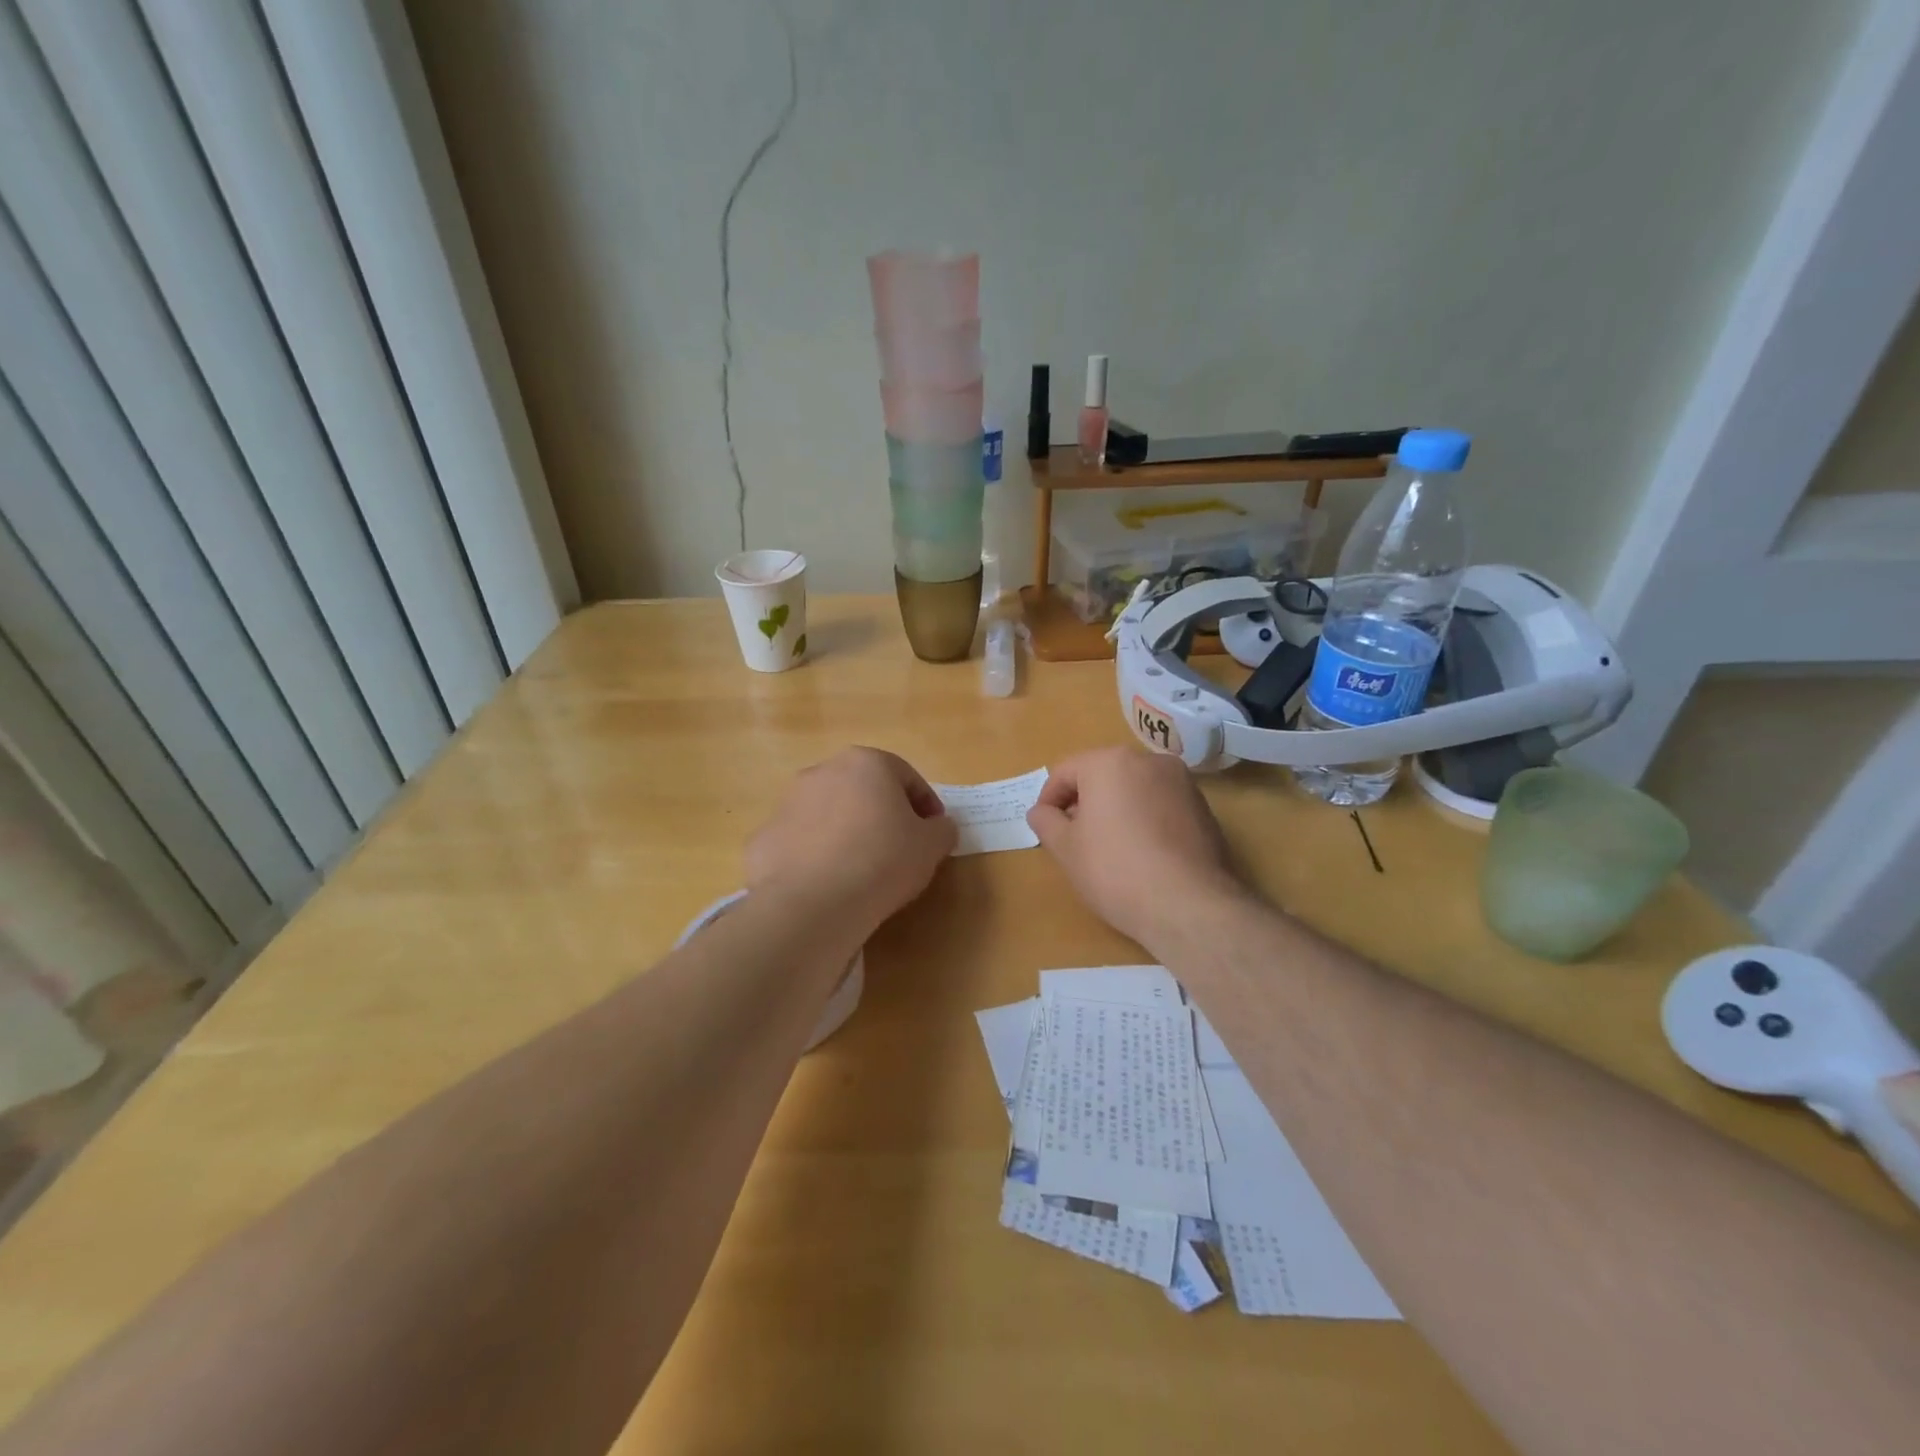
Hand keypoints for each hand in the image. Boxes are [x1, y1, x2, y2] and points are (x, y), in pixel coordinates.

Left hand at [746, 747, 956, 938]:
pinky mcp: (764, 836)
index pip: (907, 778)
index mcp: (867, 763)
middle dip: (882, 814)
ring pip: (829, 813)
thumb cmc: (882, 861)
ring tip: (859, 870)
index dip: (926, 806)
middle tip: (898, 850)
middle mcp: (823, 771)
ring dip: (846, 832)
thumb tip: (938, 827)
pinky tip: (827, 884)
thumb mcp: (931, 846)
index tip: (933, 835)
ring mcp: (787, 802)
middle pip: (863, 790)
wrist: (810, 903)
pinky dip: (815, 856)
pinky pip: (801, 842)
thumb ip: (942, 829)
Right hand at [1026, 746, 1245, 950]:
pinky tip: (1142, 853)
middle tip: (1074, 838)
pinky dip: (1145, 819)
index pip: (1065, 771)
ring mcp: (1181, 782)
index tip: (1045, 828)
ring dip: (1116, 809)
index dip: (1048, 800)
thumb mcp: (1066, 848)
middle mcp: (1148, 760)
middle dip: (1084, 802)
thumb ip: (1046, 821)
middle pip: (1103, 775)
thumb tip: (1041, 811)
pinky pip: (1161, 804)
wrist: (1189, 905)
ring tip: (1109, 848)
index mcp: (1110, 762)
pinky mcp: (1203, 807)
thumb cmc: (1115, 870)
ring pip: (1134, 788)